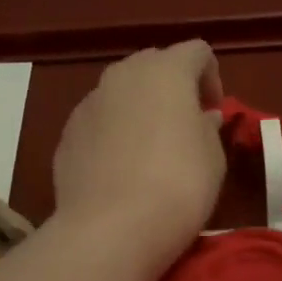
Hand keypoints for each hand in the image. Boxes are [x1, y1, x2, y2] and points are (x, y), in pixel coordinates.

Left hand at [52, 41, 226, 277]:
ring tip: (151, 149)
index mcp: (165, 70)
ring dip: (140, 108)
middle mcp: (122, 74)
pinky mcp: (67, 133)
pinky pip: (99, 121)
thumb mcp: (213, 157)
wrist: (110, 229)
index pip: (197, 51)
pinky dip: (114, 132)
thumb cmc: (178, 186)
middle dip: (172, 87)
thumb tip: (202, 116)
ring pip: (121, 92)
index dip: (212, 77)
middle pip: (154, 64)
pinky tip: (121, 169)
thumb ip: (208, 126)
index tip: (214, 112)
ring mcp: (89, 103)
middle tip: (186, 125)